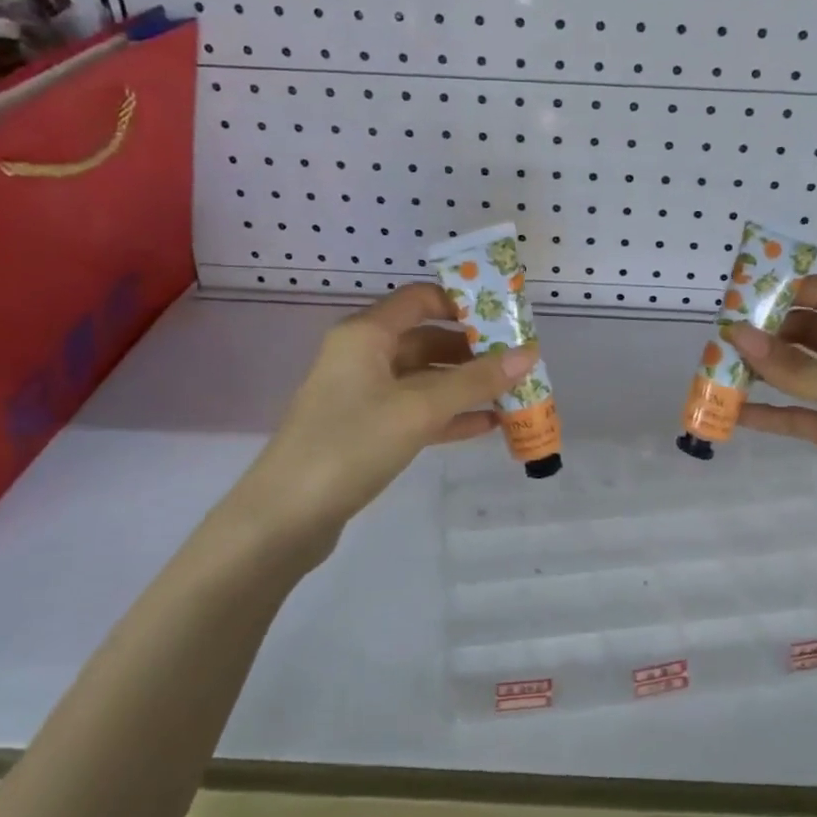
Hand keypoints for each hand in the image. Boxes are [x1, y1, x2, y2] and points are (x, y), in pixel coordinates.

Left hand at [237, 284, 535, 544]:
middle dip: (473, 351)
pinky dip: (449, 415)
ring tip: (512, 395)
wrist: (286, 516)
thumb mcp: (419, 409)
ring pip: (424, 379)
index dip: (463, 304)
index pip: (421, 300)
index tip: (505, 319)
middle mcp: (363, 356)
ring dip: (465, 386)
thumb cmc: (351, 444)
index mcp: (366, 334)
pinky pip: (415, 411)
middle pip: (426, 339)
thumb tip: (529, 354)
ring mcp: (363, 395)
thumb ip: (475, 381)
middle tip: (518, 363)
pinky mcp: (366, 430)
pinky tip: (487, 426)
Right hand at [728, 276, 816, 561]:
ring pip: (802, 375)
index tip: (745, 298)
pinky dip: (772, 412)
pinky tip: (736, 415)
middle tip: (723, 338)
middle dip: (770, 333)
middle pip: (812, 333)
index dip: (792, 290)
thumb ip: (795, 369)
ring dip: (765, 373)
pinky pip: (801, 414)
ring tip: (720, 371)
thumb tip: (739, 334)